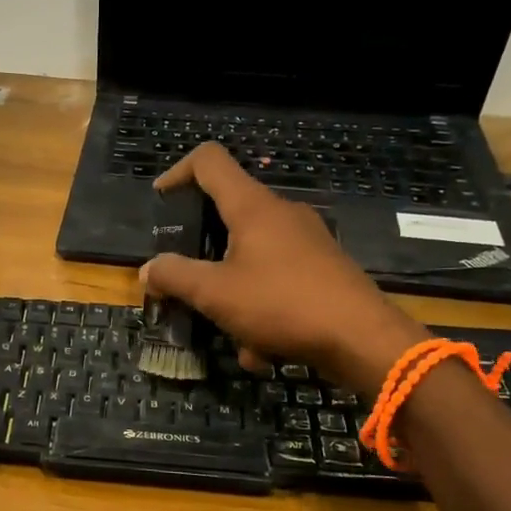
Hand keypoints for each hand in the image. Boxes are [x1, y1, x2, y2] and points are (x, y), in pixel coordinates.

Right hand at [142, 144, 427, 390]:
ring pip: (250, 256)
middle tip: (183, 277)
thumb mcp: (215, 293)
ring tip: (226, 332)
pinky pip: (276, 279)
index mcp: (252, 206)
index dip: (177, 172)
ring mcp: (306, 240)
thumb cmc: (282, 304)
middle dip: (200, 250)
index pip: (208, 161)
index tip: (160, 204)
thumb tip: (148, 270)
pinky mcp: (322, 268)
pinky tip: (261, 350)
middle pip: (227, 213)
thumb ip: (175, 277)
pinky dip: (261, 309)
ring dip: (231, 292)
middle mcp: (280, 213)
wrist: (363, 339)